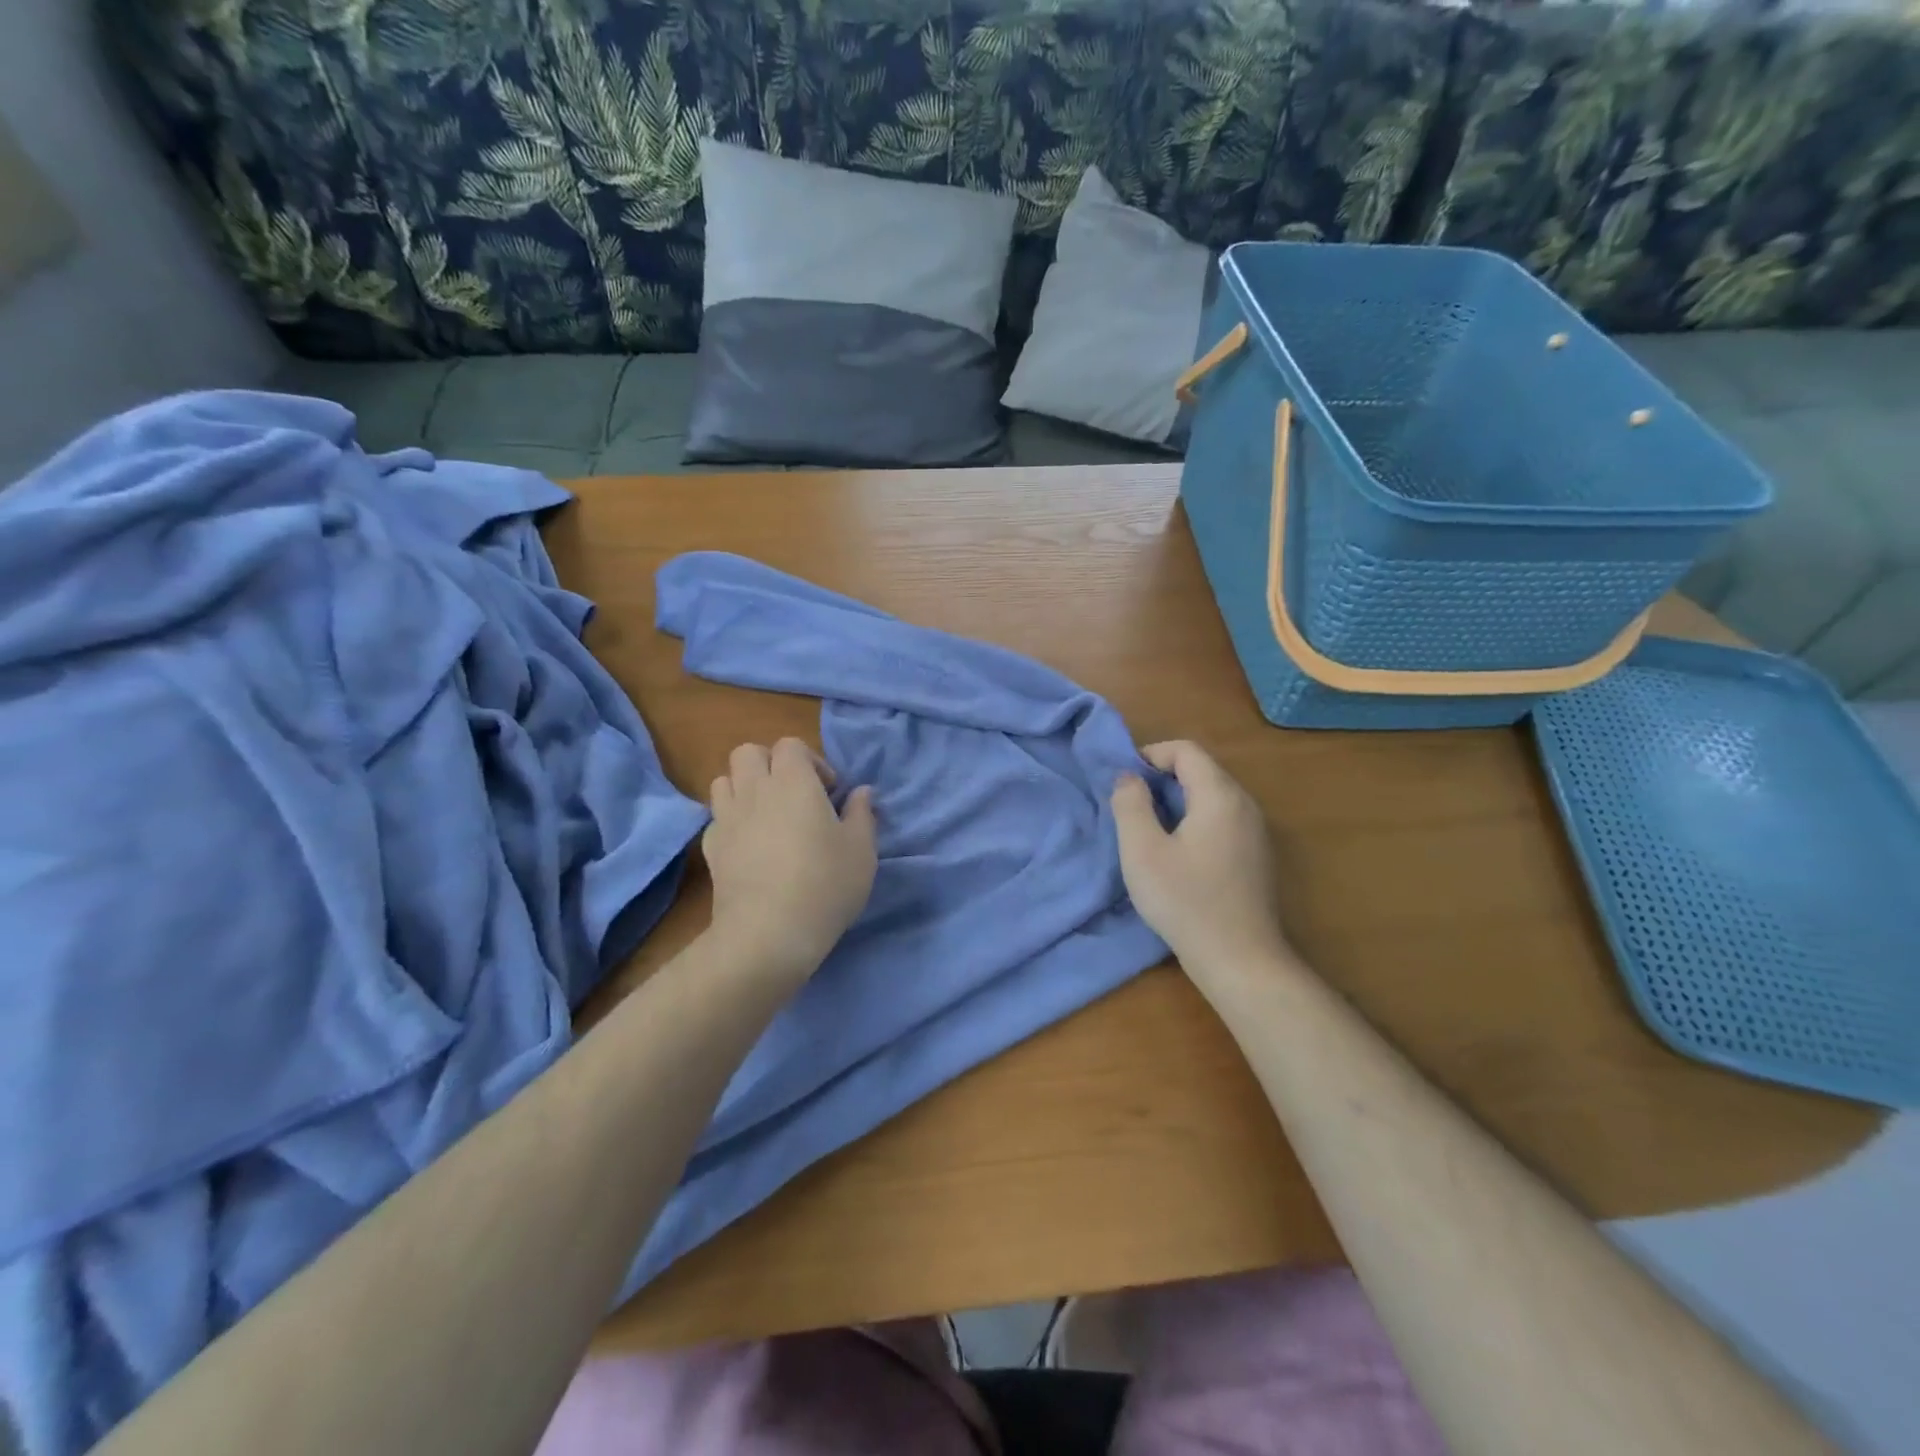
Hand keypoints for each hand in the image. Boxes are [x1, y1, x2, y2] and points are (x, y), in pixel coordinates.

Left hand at [703, 738, 876, 987]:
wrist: (768, 932)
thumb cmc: (825, 884)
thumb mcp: (861, 850)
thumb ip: (862, 814)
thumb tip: (862, 792)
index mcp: (793, 781)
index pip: (790, 745)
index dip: (810, 761)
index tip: (828, 792)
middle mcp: (755, 790)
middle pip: (748, 752)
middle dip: (770, 764)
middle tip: (794, 795)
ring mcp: (727, 818)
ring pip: (724, 780)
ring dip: (745, 787)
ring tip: (767, 815)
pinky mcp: (711, 848)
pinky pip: (717, 818)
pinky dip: (731, 821)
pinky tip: (749, 845)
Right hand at [1110, 740, 1293, 985]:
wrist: (1240, 960)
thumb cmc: (1185, 901)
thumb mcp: (1142, 851)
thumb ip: (1130, 804)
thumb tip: (1129, 777)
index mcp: (1220, 795)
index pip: (1186, 750)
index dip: (1150, 754)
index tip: (1123, 780)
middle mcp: (1244, 805)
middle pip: (1201, 770)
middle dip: (1161, 777)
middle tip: (1129, 805)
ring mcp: (1255, 831)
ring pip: (1211, 796)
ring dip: (1176, 801)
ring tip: (1147, 828)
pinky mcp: (1255, 856)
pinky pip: (1221, 819)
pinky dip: (1194, 820)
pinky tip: (1176, 853)